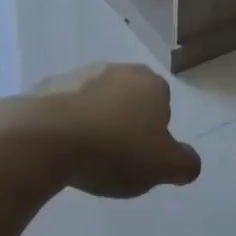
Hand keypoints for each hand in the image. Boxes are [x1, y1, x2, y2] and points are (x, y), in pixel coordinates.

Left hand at [23, 63, 200, 197]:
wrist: (48, 137)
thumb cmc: (115, 150)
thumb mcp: (164, 166)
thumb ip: (185, 164)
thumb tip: (189, 161)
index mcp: (150, 83)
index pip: (162, 104)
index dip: (154, 132)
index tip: (141, 156)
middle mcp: (117, 69)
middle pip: (128, 99)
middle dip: (124, 122)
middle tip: (115, 157)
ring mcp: (79, 74)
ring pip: (95, 100)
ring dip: (94, 121)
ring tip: (85, 157)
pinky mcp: (47, 87)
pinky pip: (64, 108)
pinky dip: (65, 123)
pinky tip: (60, 148)